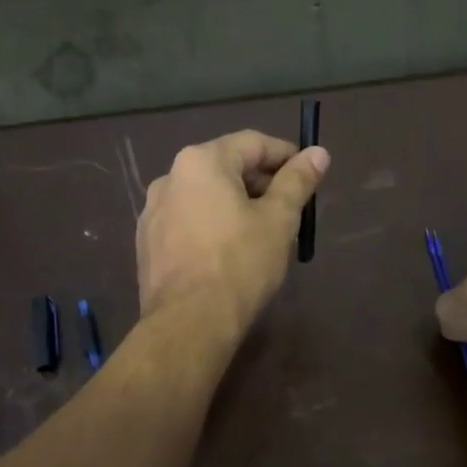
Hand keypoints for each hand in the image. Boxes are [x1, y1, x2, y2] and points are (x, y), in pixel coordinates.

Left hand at [137, 130, 330, 336]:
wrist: (189, 323)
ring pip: (205, 196)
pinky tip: (229, 253)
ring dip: (236, 205)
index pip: (252, 143)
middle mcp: (170, 177)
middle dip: (261, 183)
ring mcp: (153, 212)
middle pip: (226, 167)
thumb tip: (319, 152)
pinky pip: (187, 221)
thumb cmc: (240, 264)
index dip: (286, 155)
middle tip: (290, 209)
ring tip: (263, 233)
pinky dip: (212, 225)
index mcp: (200, 162)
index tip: (308, 174)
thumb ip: (297, 181)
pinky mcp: (147, 243)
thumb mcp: (279, 220)